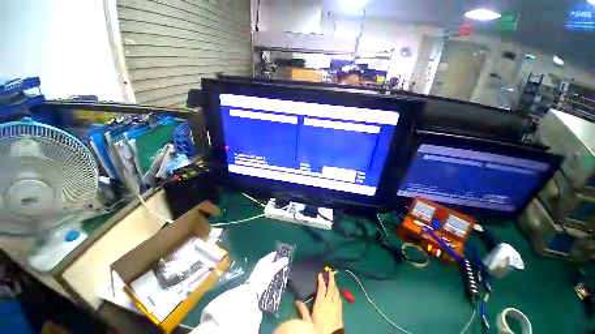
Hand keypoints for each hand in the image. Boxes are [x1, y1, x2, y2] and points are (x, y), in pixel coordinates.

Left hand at [246, 252, 287, 297]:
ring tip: (283, 272)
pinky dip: (274, 273)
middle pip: (273, 261)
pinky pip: (269, 272)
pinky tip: (277, 277)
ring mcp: (261, 270)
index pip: (274, 254)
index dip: (280, 255)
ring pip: (271, 267)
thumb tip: (286, 258)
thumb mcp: (272, 270)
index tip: (286, 258)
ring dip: (277, 269)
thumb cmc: (262, 278)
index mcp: (264, 260)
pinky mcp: (261, 277)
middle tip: (286, 266)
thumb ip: (279, 264)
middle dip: (279, 263)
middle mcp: (263, 263)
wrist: (252, 290)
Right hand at [296, 272, 342, 333]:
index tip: (320, 274)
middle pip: (331, 288)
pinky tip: (338, 293)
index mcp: (321, 303)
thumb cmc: (318, 328)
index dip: (321, 280)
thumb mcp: (308, 321)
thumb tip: (297, 301)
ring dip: (335, 285)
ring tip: (334, 280)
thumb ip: (303, 310)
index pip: (321, 288)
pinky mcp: (340, 311)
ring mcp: (336, 306)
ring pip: (336, 292)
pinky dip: (338, 293)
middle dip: (331, 279)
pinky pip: (339, 299)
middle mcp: (329, 302)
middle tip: (331, 272)